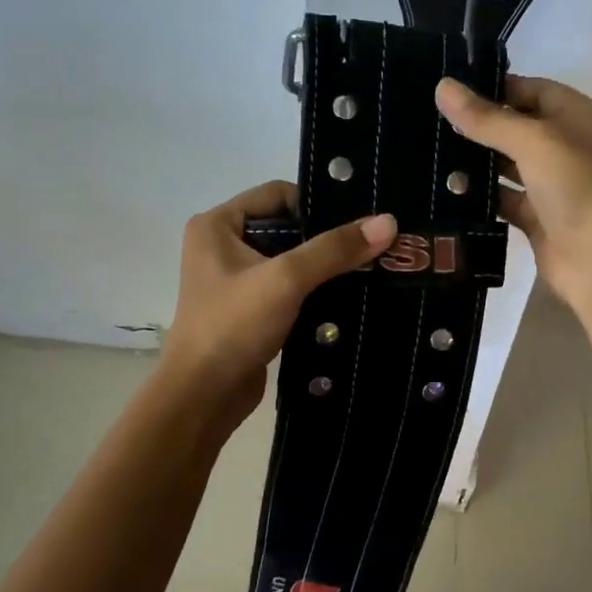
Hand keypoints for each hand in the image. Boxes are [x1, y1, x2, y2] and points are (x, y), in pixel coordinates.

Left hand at [162, 181, 396, 429]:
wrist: (203, 396)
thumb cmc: (233, 326)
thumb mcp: (286, 279)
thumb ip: (335, 249)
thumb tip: (388, 221)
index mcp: (218, 224)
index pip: (278, 195)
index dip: (318, 205)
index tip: (359, 222)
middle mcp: (223, 245)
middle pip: (288, 228)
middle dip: (328, 239)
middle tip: (374, 246)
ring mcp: (237, 281)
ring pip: (292, 261)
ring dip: (325, 268)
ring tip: (371, 270)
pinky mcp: (251, 310)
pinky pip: (290, 289)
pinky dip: (316, 292)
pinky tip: (350, 298)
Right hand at [435, 75, 591, 311]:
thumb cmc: (577, 190)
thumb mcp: (534, 143)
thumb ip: (487, 118)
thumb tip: (443, 87)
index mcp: (581, 118)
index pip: (534, 90)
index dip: (496, 88)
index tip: (452, 91)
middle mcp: (570, 147)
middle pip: (519, 127)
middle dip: (480, 125)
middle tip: (432, 121)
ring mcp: (555, 185)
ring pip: (509, 164)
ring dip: (477, 161)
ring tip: (432, 152)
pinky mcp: (539, 217)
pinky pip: (505, 198)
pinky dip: (482, 195)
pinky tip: (448, 190)